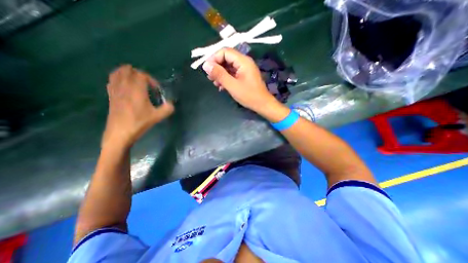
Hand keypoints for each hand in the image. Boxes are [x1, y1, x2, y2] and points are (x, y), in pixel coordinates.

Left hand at [103, 64, 173, 148]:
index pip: (142, 75)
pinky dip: (117, 78)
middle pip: (128, 70)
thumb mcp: (157, 117)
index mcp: (137, 90)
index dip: (151, 80)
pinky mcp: (110, 96)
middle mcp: (125, 87)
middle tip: (147, 83)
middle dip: (139, 74)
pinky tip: (124, 85)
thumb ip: (167, 109)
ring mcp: (115, 90)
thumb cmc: (139, 123)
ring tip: (135, 81)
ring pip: (117, 73)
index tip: (156, 89)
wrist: (120, 133)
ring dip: (126, 73)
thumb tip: (171, 104)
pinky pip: (111, 81)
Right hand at [201, 48, 276, 113]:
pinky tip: (221, 86)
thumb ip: (219, 74)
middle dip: (217, 67)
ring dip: (220, 74)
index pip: (225, 52)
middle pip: (226, 59)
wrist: (262, 104)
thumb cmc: (249, 95)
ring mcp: (245, 69)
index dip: (214, 58)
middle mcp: (244, 62)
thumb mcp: (232, 85)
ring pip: (229, 67)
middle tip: (210, 77)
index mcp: (243, 61)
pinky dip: (226, 78)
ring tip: (215, 83)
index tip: (207, 69)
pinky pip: (233, 73)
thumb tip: (206, 65)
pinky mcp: (244, 76)